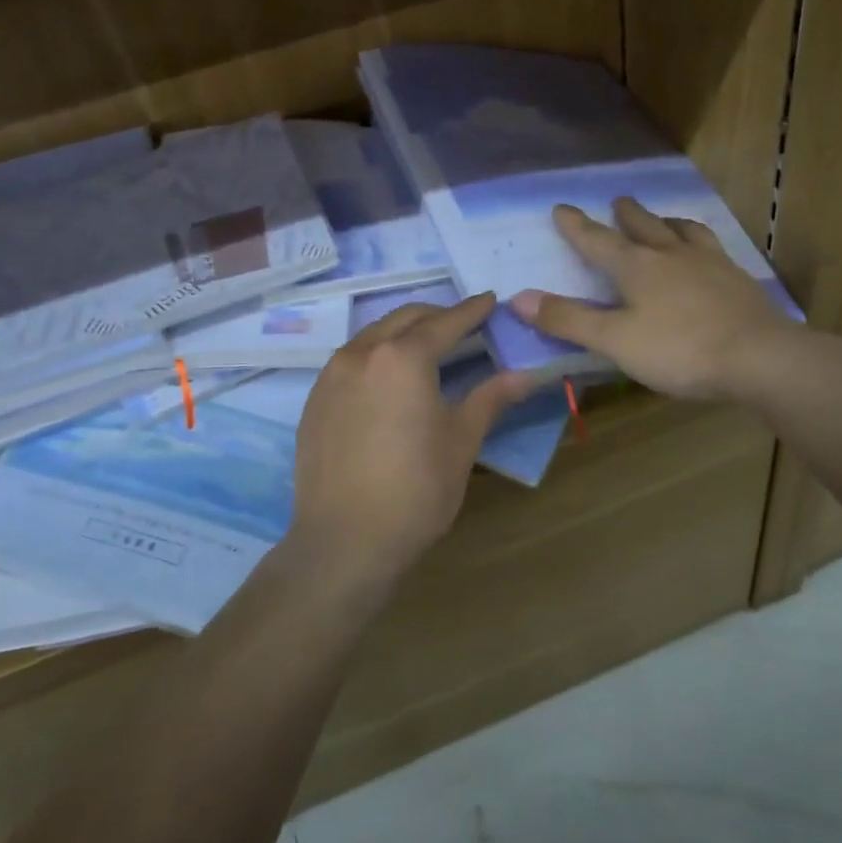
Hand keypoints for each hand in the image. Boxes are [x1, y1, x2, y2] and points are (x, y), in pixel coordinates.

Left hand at [291, 294, 534, 589]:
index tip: (490, 300)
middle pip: (405, 318)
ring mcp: (331, 375)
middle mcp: (362, 353)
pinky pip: (350, 360)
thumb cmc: (415, 491)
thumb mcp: (461, 442)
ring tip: (426, 347)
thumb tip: (527, 374)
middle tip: (463, 324)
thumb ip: (490, 398)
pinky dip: (376, 355)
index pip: (445, 322)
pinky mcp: (314, 399)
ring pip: (373, 335)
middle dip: (437, 315)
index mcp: (403, 358)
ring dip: (403, 332)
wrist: (343, 542)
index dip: (472, 310)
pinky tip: (388, 380)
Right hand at [509, 198, 797, 402]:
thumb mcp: (615, 340)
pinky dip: (701, 243)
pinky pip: (714, 249)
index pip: (598, 240)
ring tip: (665, 219)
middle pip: (644, 226)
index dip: (577, 226)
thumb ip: (569, 319)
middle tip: (618, 201)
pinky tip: (707, 253)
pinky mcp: (738, 280)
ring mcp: (710, 264)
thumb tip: (518, 298)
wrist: (759, 358)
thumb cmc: (679, 350)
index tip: (562, 207)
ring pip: (684, 231)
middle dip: (627, 215)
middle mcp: (672, 255)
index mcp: (637, 267)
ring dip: (668, 222)